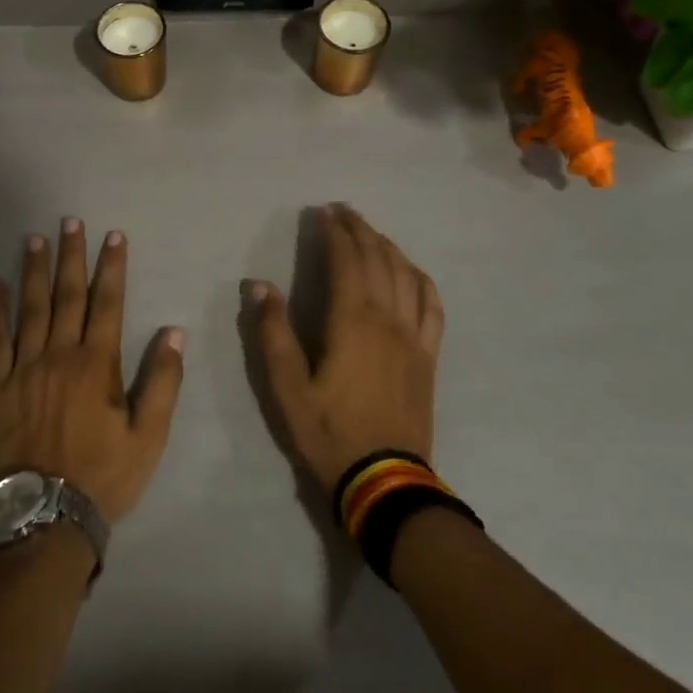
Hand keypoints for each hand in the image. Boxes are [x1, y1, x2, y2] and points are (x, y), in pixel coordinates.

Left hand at [0, 219, 183, 523]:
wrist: (45, 517)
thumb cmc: (103, 476)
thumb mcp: (149, 437)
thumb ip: (163, 383)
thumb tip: (174, 333)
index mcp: (97, 364)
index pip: (108, 303)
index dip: (111, 267)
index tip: (113, 236)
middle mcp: (60, 355)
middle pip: (67, 295)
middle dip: (71, 256)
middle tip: (70, 221)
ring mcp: (25, 368)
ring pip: (30, 309)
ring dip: (34, 271)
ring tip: (34, 239)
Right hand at [247, 204, 444, 496]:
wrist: (384, 480)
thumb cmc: (328, 432)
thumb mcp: (286, 387)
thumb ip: (273, 333)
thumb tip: (259, 285)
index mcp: (352, 321)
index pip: (346, 260)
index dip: (334, 232)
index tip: (322, 212)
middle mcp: (388, 318)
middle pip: (378, 259)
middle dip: (359, 229)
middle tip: (343, 211)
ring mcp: (414, 336)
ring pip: (406, 275)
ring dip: (388, 247)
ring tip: (371, 232)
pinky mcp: (428, 356)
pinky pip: (432, 306)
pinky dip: (421, 279)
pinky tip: (412, 272)